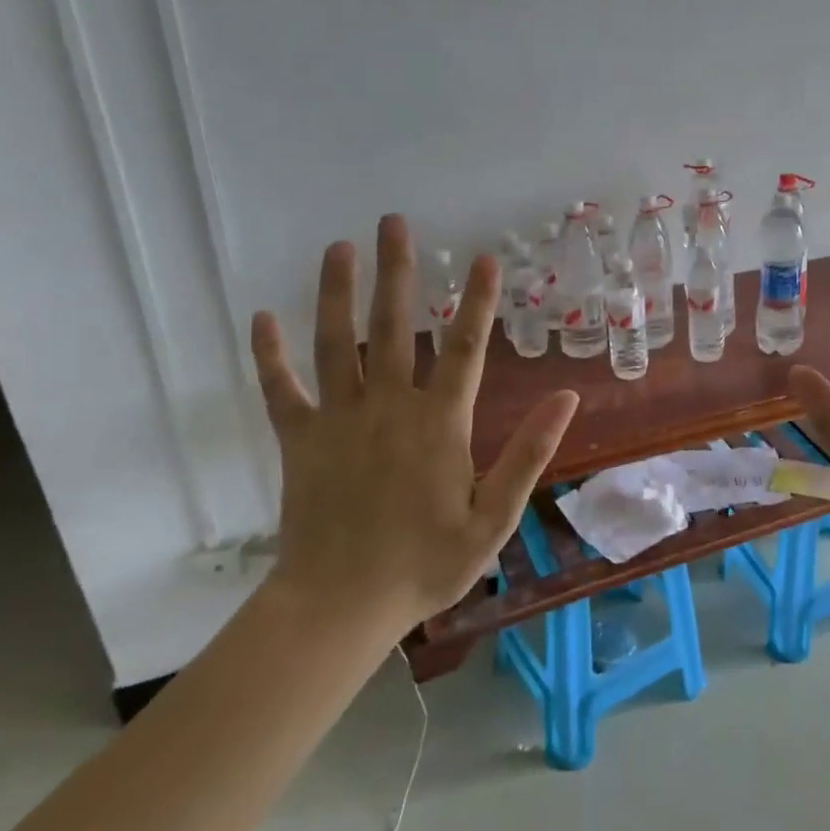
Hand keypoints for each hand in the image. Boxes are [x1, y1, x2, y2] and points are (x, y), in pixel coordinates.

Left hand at [248, 214, 578, 643]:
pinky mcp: (299, 441)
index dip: (479, 301)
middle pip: (395, 327)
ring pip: (336, 344)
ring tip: (338, 248)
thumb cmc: (425, 565)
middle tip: (394, 224)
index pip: (466, 348)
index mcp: (440, 424)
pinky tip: (262, 318)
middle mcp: (389, 408)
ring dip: (337, 293)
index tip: (486, 259)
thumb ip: (529, 454)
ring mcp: (339, 421)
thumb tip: (567, 398)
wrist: (339, 606)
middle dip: (398, 273)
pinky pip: (281, 390)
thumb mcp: (494, 518)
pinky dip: (269, 356)